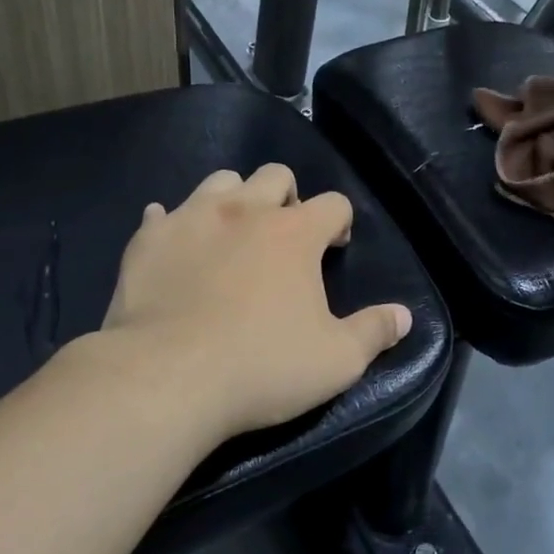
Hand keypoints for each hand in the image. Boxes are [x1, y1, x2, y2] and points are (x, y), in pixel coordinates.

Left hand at [99, 164, 413, 438]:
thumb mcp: (336, 360)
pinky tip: (176, 246)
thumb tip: (404, 316)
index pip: (334, 203)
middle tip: (283, 236)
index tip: (334, 248)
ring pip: (220, 180)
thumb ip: (374, 332)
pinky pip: (161, 214)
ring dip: (234, 198)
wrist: (168, 378)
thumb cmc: (262, 366)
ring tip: (232, 233)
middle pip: (276, 175)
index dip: (339, 222)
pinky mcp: (149, 239)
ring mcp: (192, 218)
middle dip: (287, 197)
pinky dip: (173, 224)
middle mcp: (246, 210)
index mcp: (295, 233)